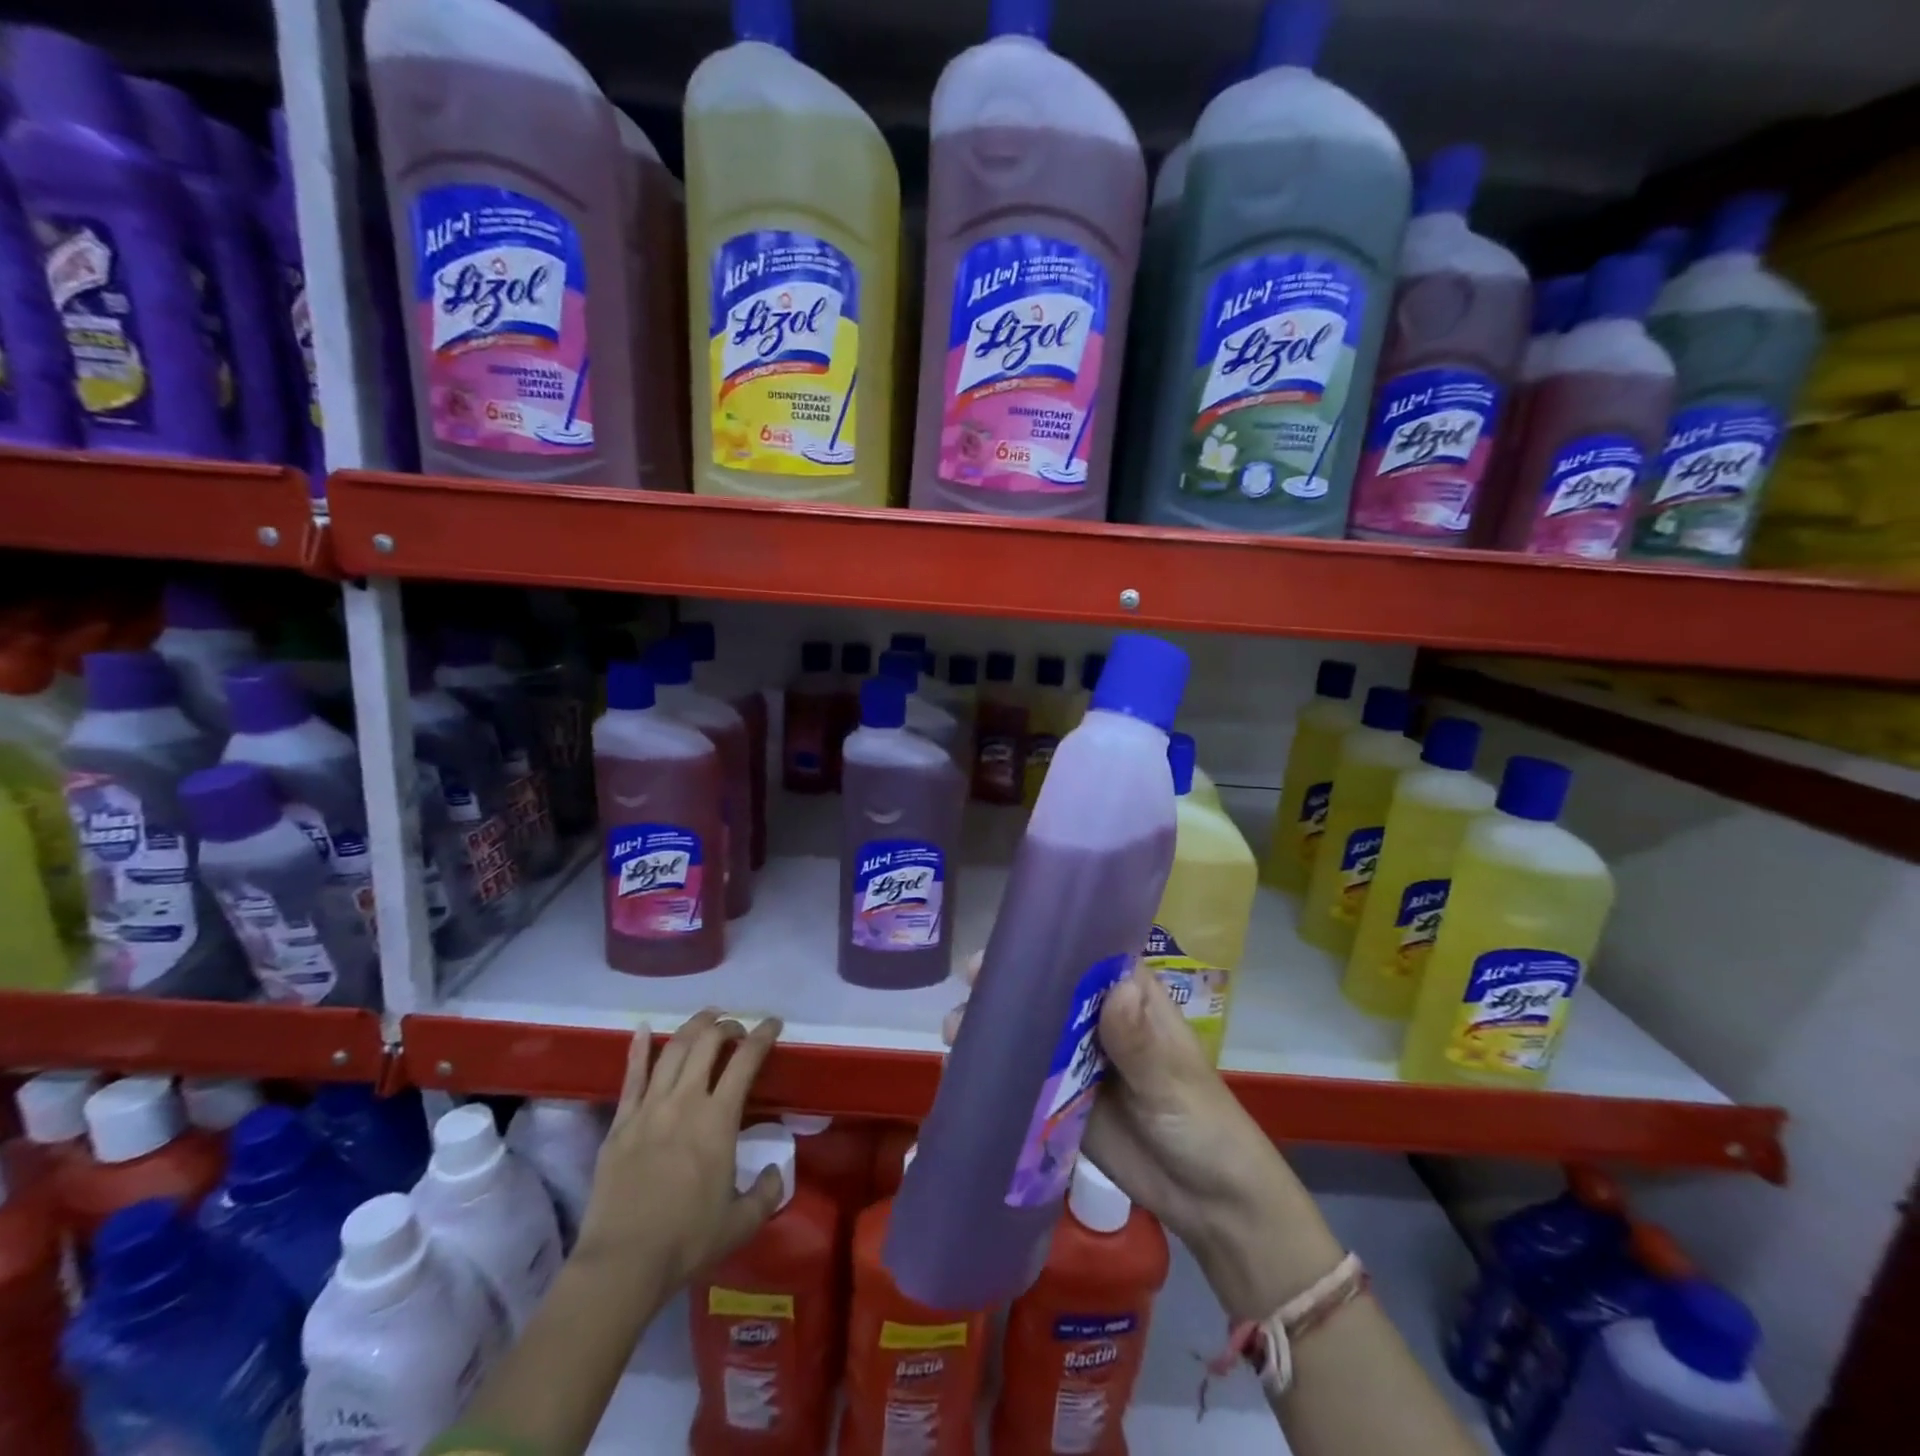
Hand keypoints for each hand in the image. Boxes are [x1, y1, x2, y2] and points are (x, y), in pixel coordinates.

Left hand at [575, 1010, 787, 1290]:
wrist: (621, 1264)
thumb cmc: (687, 1242)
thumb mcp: (741, 1223)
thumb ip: (766, 1192)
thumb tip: (775, 1169)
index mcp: (719, 1119)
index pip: (746, 1060)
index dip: (763, 1034)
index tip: (773, 1023)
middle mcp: (685, 1101)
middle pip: (707, 1042)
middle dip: (726, 1025)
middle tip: (736, 1028)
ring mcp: (648, 1108)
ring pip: (672, 1050)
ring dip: (692, 1027)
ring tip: (705, 1019)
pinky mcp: (620, 1123)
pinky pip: (631, 1076)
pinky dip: (638, 1048)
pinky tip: (643, 1028)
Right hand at [947, 956, 1338, 1320]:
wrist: (1210, 1202)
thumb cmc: (1203, 1124)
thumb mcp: (1172, 1082)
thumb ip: (1139, 1043)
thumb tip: (1115, 990)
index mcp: (1130, 997)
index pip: (1089, 955)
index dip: (1052, 942)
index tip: (1012, 938)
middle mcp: (1099, 1019)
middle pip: (1050, 989)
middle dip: (1012, 981)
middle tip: (974, 980)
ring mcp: (1078, 1059)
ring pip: (1032, 1029)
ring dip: (997, 1024)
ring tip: (958, 1027)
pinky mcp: (1063, 1098)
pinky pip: (1027, 1076)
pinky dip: (999, 1068)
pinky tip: (964, 1064)